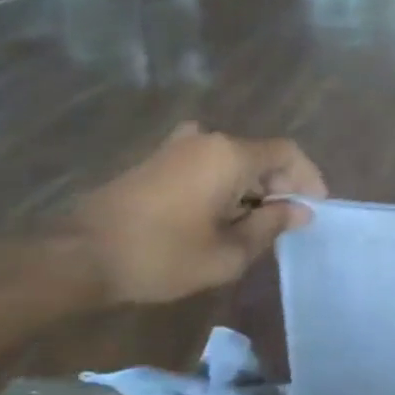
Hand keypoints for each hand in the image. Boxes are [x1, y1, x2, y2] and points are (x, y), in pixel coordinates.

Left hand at [73, 123, 326, 304]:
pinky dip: (225, 186)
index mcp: (229, 155)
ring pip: (233, 161)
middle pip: (260, 155)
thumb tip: (300, 211)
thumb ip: (270, 226)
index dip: (309, 179)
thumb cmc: (161, 256)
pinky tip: (219, 219)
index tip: (314, 211)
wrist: (80, 255)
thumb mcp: (228, 253)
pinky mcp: (158, 160)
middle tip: (285, 226)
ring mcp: (178, 147)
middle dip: (280, 187)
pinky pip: (208, 165)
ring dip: (251, 189)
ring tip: (253, 228)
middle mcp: (207, 139)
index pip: (288, 153)